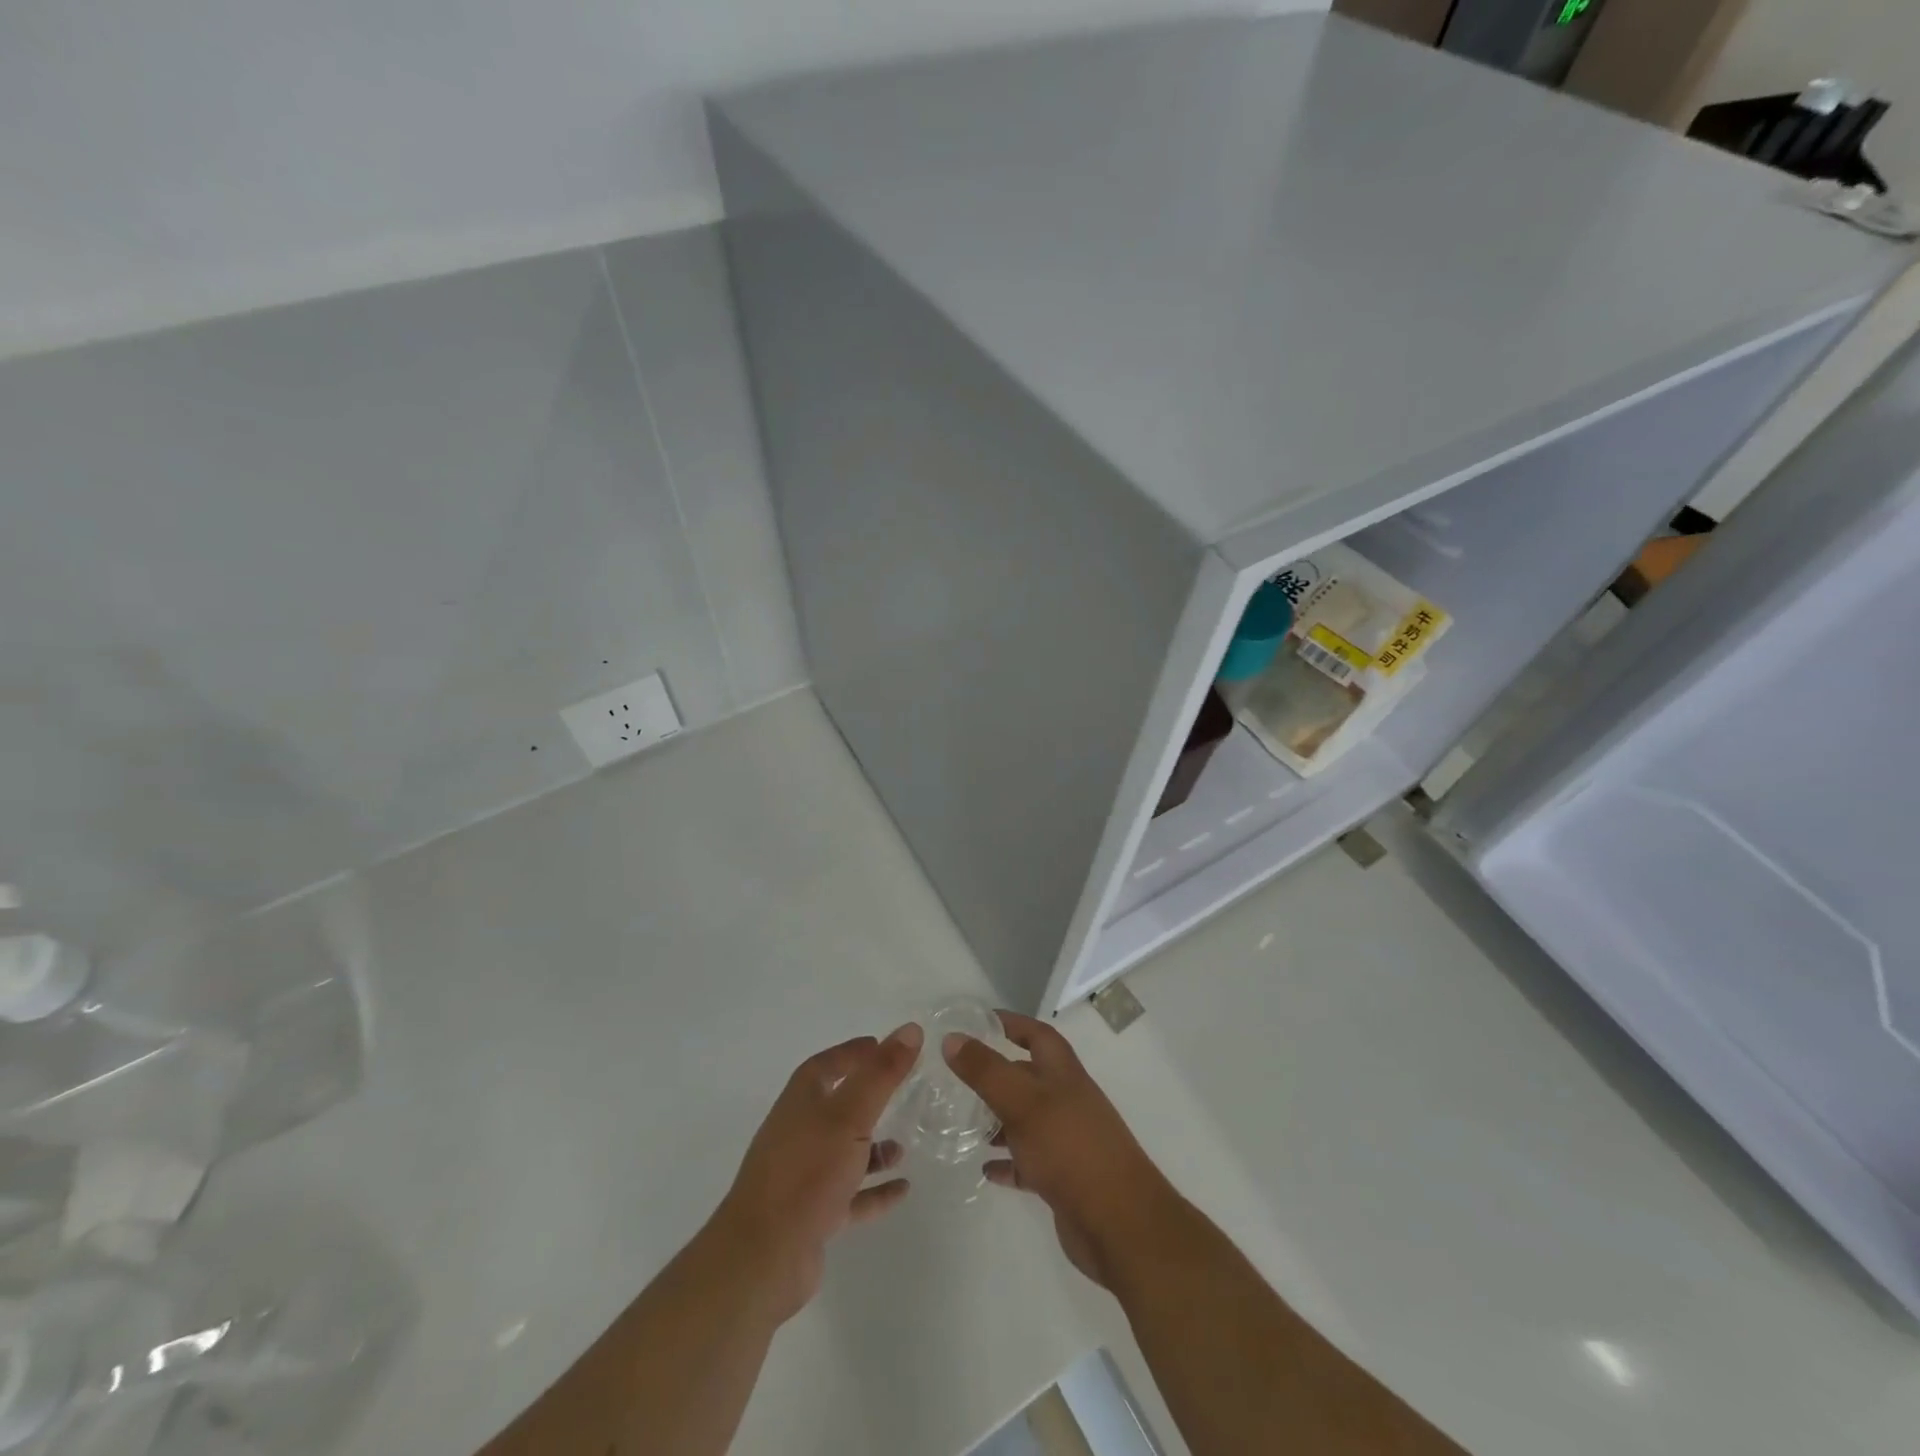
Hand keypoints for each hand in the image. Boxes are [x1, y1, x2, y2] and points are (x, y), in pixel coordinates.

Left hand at [709, 1024, 921, 1322]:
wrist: (763, 1257)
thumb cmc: (807, 1172)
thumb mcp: (850, 1115)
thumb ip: (881, 1073)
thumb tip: (910, 1029)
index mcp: (801, 1102)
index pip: (826, 1065)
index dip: (852, 1053)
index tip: (882, 1045)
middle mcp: (799, 1133)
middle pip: (836, 1106)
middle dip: (867, 1098)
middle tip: (902, 1091)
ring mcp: (804, 1176)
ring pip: (844, 1152)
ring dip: (873, 1148)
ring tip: (905, 1146)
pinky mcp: (812, 1215)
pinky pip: (851, 1195)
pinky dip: (875, 1190)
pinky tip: (903, 1189)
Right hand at [944, 1012, 1175, 1288]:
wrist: (1120, 1223)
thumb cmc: (1070, 1148)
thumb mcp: (1022, 1102)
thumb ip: (986, 1070)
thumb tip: (952, 1038)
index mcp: (1063, 1073)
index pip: (1036, 1035)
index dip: (1011, 1023)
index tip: (979, 1021)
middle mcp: (1067, 1100)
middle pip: (1029, 1077)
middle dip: (997, 1074)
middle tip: (959, 1079)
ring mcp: (1067, 1140)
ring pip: (1027, 1120)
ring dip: (999, 1119)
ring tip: (966, 1124)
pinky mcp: (1064, 1178)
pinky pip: (1029, 1162)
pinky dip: (1008, 1162)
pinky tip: (985, 1168)